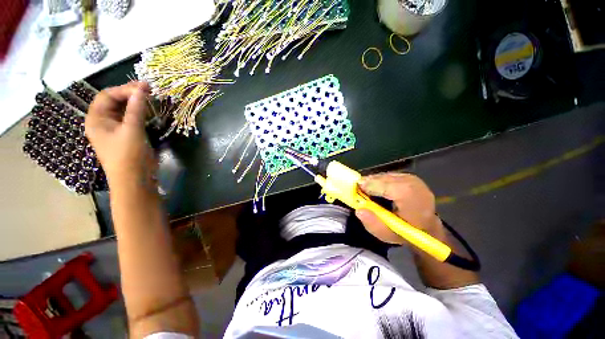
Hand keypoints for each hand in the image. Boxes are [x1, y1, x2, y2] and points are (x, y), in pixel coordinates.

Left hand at [85, 82, 154, 187]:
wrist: (135, 180)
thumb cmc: (129, 155)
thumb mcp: (132, 130)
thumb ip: (136, 108)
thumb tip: (142, 88)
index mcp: (96, 119)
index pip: (107, 96)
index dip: (125, 89)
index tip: (145, 86)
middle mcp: (103, 122)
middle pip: (114, 101)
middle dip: (131, 94)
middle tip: (149, 90)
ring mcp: (115, 129)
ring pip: (123, 110)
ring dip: (136, 103)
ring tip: (151, 99)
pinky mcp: (126, 135)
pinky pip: (131, 119)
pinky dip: (140, 113)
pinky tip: (150, 111)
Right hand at [355, 173, 445, 244]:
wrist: (428, 228)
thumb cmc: (407, 233)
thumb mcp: (388, 235)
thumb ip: (373, 224)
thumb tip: (359, 210)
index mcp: (409, 196)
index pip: (383, 184)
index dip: (368, 186)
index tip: (356, 191)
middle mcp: (411, 182)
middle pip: (382, 178)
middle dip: (368, 184)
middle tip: (359, 192)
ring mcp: (411, 178)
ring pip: (384, 176)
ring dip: (373, 183)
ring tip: (369, 193)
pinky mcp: (409, 176)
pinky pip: (388, 176)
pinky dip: (380, 181)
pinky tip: (379, 191)